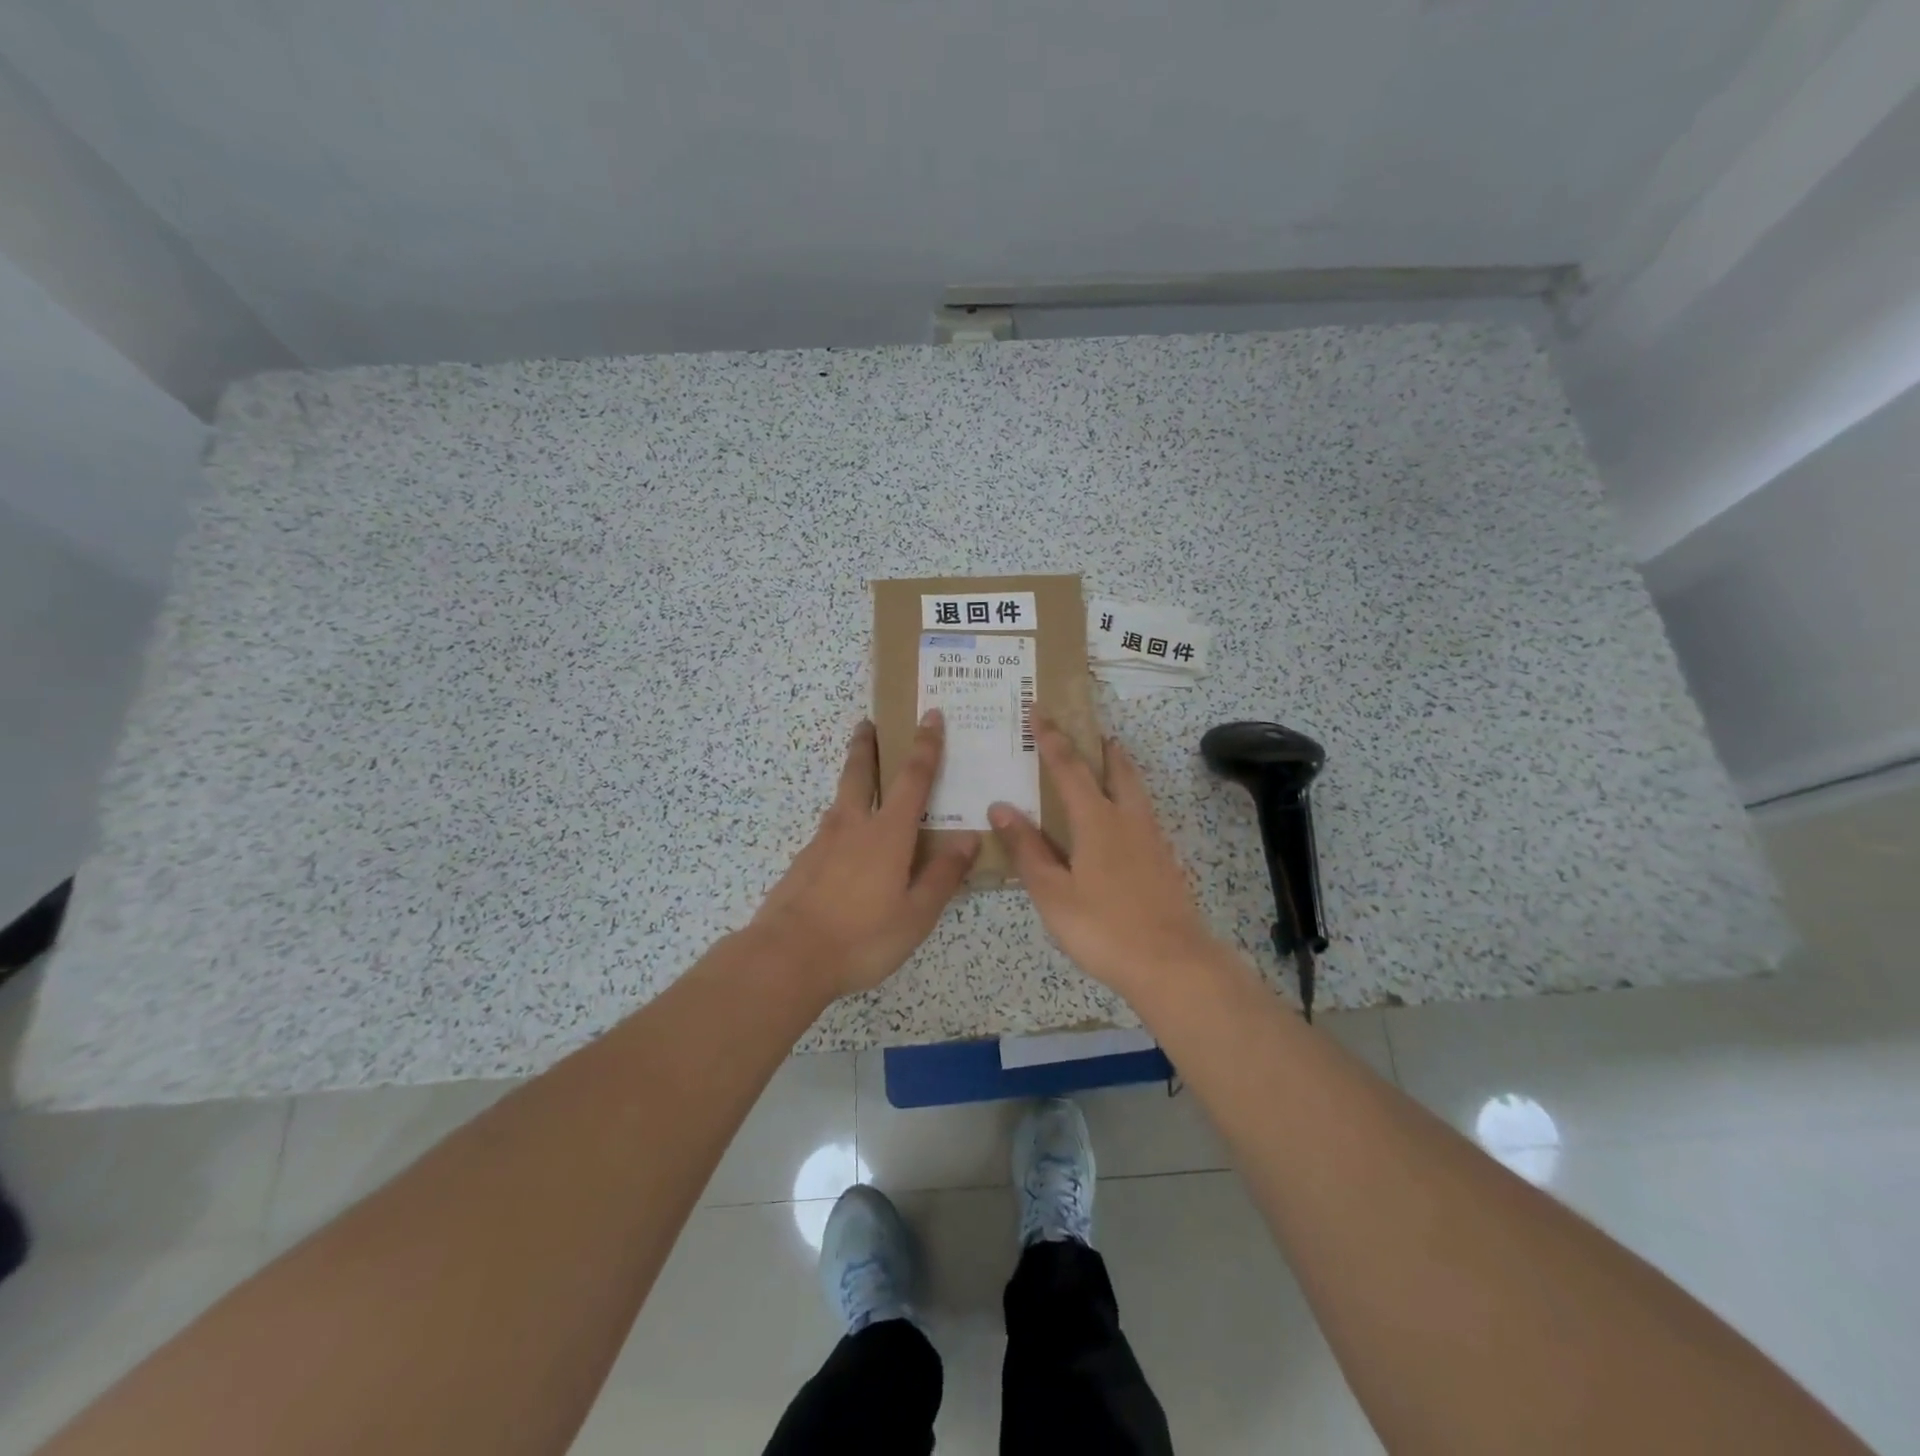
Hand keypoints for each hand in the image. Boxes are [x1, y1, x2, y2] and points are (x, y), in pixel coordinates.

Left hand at [753, 712, 980, 998]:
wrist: (788, 956)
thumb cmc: (862, 937)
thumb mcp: (916, 914)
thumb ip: (943, 875)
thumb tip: (969, 839)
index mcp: (888, 834)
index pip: (913, 779)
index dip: (926, 746)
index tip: (931, 716)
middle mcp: (854, 826)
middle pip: (860, 773)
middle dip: (867, 745)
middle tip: (867, 722)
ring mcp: (822, 842)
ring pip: (840, 799)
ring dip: (851, 778)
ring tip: (860, 777)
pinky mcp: (803, 862)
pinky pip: (828, 829)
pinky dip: (840, 820)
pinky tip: (844, 841)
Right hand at [988, 717, 1220, 999]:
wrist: (1172, 964)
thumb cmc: (1103, 927)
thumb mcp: (1052, 893)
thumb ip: (1027, 849)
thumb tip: (1001, 807)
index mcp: (1096, 821)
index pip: (1069, 768)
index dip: (1053, 739)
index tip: (1040, 711)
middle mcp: (1127, 820)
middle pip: (1116, 770)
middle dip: (1100, 748)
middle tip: (1090, 732)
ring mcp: (1152, 840)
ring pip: (1136, 791)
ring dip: (1120, 770)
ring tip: (1109, 763)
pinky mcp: (1165, 862)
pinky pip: (1144, 815)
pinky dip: (1130, 800)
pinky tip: (1123, 822)